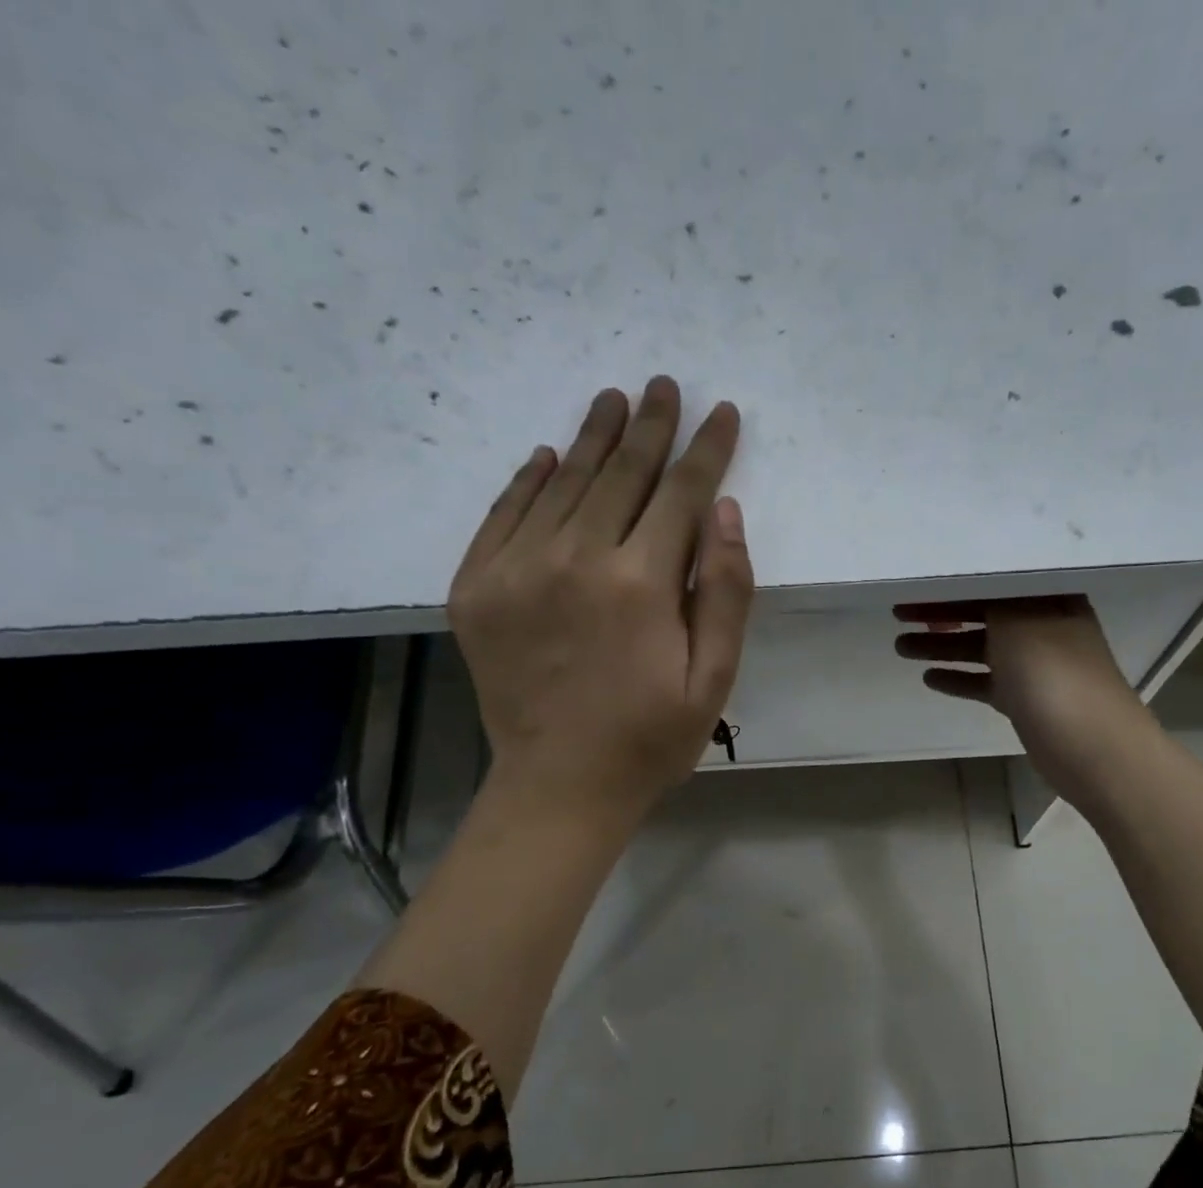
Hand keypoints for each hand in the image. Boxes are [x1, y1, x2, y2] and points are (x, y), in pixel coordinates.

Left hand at [448, 376, 752, 825]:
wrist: (560, 787)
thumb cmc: (650, 739)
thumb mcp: (714, 679)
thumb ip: (726, 593)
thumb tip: (725, 512)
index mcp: (640, 584)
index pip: (681, 494)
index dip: (706, 450)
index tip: (722, 413)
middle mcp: (575, 559)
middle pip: (620, 474)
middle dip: (651, 426)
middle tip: (664, 385)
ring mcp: (516, 569)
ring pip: (563, 483)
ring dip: (593, 438)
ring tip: (614, 400)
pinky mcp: (476, 588)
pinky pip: (504, 515)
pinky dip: (528, 481)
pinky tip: (549, 457)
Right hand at [895, 596, 1153, 807]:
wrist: (1092, 745)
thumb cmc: (1053, 674)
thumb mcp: (1017, 622)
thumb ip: (990, 602)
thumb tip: (969, 589)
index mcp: (1047, 599)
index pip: (992, 582)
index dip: (952, 584)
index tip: (914, 587)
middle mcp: (1042, 626)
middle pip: (983, 613)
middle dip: (940, 614)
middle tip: (897, 616)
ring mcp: (1035, 665)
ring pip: (980, 649)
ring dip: (942, 646)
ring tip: (901, 647)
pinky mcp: (1026, 699)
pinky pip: (985, 682)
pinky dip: (959, 678)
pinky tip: (929, 678)